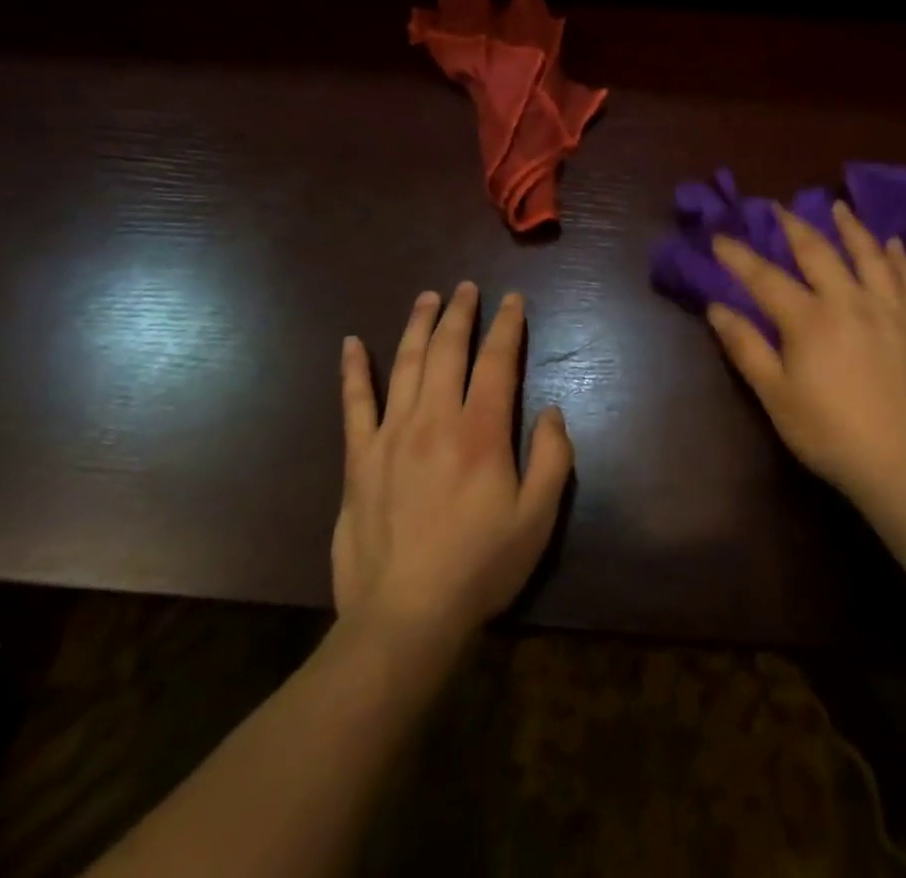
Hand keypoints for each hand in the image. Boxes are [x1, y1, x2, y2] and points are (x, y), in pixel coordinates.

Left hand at [332, 283, 572, 644]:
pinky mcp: (359, 459)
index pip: (497, 362)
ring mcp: (391, 435)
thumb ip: (553, 459)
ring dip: (418, 325)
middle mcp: (435, 420)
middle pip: (448, 350)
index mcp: (481, 432)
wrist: (404, 617)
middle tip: (467, 288)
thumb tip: (552, 411)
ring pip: (405, 364)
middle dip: (460, 314)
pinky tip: (351, 343)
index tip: (512, 300)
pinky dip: (353, 370)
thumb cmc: (480, 567)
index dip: (507, 326)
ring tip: (427, 297)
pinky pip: (354, 404)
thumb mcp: (538, 519)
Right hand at [708, 202, 905, 513]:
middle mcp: (849, 301)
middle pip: (818, 252)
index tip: (719, 236)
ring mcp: (889, 309)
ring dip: (850, 227)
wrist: (904, 465)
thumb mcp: (775, 395)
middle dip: (794, 226)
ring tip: (838, 206)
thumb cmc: (829, 433)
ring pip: (868, 255)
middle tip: (779, 207)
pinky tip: (892, 243)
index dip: (738, 255)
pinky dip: (897, 258)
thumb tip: (716, 307)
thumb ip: (746, 347)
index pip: (765, 277)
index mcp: (809, 319)